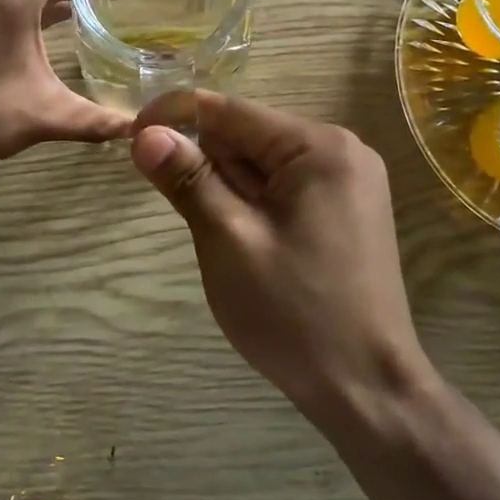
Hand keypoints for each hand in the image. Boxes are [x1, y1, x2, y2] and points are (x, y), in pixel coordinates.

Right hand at [130, 92, 430, 421]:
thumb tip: (146, 134)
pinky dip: (252, 206)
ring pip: (263, 165)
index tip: (131, 134)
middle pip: (249, 136)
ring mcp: (349, 182)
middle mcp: (341, 151)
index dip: (176, 115)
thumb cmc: (294, 313)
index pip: (231, 111)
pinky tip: (249, 245)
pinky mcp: (347, 211)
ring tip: (228, 244)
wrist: (368, 389)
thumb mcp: (229, 241)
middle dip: (208, 165)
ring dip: (229, 191)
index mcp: (319, 147)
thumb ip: (188, 180)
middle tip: (195, 221)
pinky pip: (284, 189)